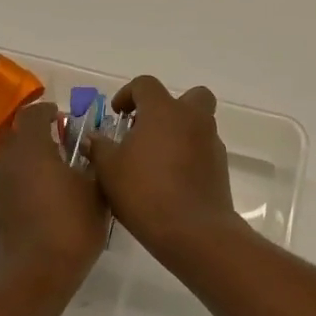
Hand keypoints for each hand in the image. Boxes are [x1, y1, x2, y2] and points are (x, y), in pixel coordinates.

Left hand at [0, 101, 108, 296]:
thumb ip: (94, 163)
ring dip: (29, 156)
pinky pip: (10, 181)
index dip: (48, 111)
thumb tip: (91, 150)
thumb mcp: (97, 192)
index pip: (32, 114)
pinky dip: (24, 178)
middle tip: (61, 139)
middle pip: (16, 134)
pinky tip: (46, 195)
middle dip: (36, 131)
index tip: (64, 116)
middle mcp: (9, 162)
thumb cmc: (71, 227)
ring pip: (11, 158)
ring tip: (56, 168)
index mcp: (32, 149)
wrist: (35, 275)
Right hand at [90, 76, 242, 263]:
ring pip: (198, 124)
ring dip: (180, 132)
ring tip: (156, 159)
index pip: (146, 85)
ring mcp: (211, 142)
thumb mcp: (109, 170)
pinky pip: (203, 149)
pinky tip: (171, 179)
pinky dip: (189, 155)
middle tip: (148, 128)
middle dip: (170, 106)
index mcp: (164, 110)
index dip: (129, 94)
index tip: (118, 113)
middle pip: (190, 96)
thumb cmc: (145, 192)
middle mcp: (192, 119)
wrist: (193, 230)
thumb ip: (100, 148)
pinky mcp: (221, 166)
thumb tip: (95, 138)